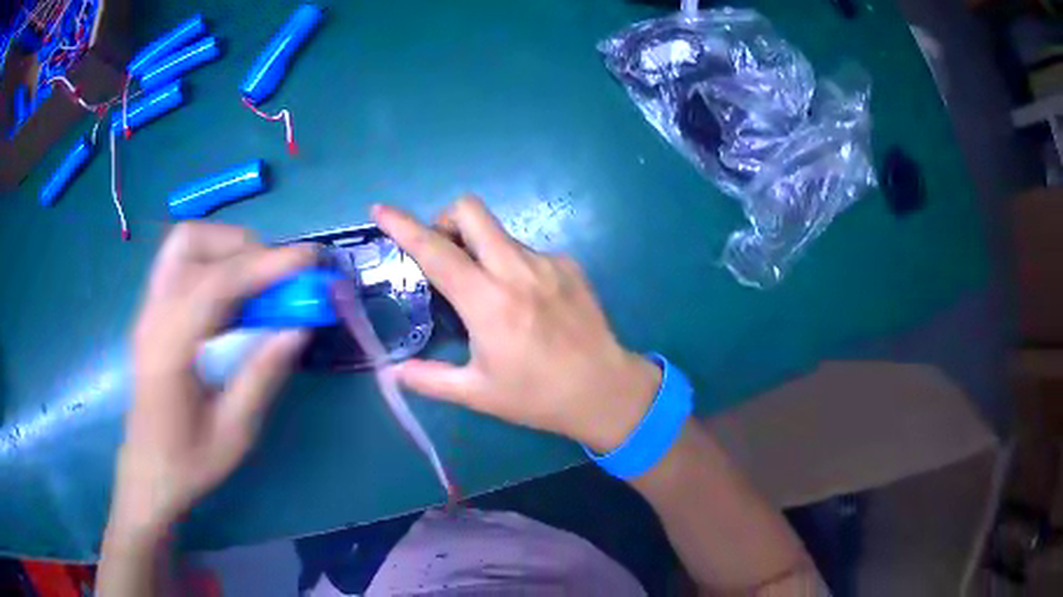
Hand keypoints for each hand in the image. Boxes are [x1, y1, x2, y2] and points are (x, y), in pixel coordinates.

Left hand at [110, 223, 314, 539]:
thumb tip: (299, 327)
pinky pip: (182, 261)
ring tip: (258, 281)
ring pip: (184, 243)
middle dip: (243, 248)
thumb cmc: (189, 462)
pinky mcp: (152, 309)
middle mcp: (152, 315)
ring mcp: (148, 308)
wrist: (148, 471)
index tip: (309, 259)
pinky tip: (234, 293)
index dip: (264, 266)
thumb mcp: (235, 433)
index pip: (215, 284)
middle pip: (192, 244)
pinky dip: (214, 260)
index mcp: (169, 350)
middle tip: (279, 279)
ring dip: (227, 247)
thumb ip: (263, 375)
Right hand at [374, 198, 660, 453]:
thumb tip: (392, 371)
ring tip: (486, 290)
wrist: (605, 390)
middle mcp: (517, 270)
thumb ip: (429, 379)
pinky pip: (526, 250)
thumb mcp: (477, 393)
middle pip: (471, 211)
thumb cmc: (538, 396)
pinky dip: (510, 263)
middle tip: (442, 256)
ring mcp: (548, 263)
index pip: (435, 250)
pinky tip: (523, 300)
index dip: (402, 226)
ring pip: (499, 232)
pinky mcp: (570, 265)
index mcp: (488, 302)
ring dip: (479, 247)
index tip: (380, 210)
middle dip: (445, 221)